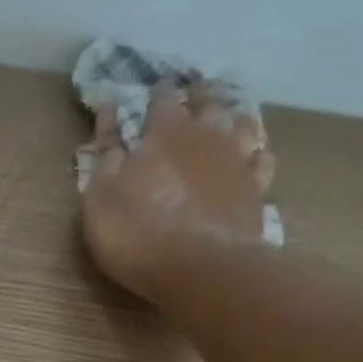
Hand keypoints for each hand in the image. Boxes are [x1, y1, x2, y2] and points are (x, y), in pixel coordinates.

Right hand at [80, 81, 275, 304]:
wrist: (201, 270)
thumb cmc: (139, 236)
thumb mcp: (101, 200)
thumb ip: (106, 158)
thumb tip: (108, 119)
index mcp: (166, 132)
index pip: (161, 99)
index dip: (155, 94)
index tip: (152, 91)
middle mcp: (207, 135)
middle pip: (208, 102)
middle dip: (199, 96)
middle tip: (194, 95)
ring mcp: (237, 160)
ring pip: (242, 124)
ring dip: (233, 119)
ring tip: (227, 120)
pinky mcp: (257, 190)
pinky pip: (261, 161)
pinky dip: (255, 156)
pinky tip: (251, 160)